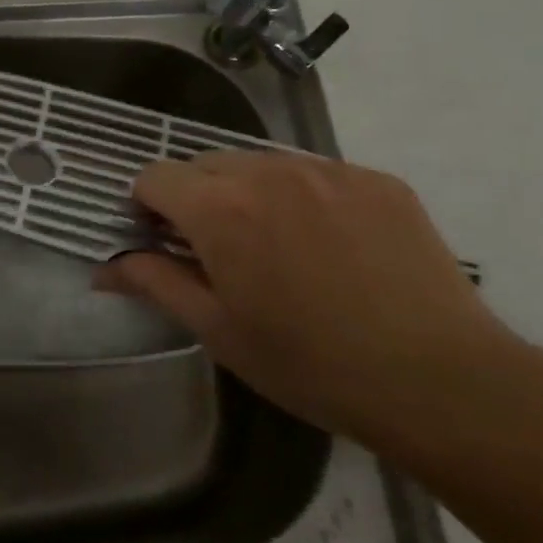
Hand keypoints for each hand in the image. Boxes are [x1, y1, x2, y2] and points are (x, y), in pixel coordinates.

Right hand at [96, 151, 514, 444]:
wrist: (438, 379)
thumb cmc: (309, 364)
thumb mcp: (218, 330)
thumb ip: (155, 284)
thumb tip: (104, 270)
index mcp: (220, 209)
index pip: (154, 176)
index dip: (146, 206)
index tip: (161, 242)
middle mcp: (268, 172)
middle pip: (205, 163)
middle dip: (195, 197)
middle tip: (217, 251)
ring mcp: (328, 170)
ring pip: (261, 164)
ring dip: (247, 194)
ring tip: (277, 247)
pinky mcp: (376, 179)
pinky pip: (316, 173)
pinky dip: (302, 197)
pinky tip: (330, 247)